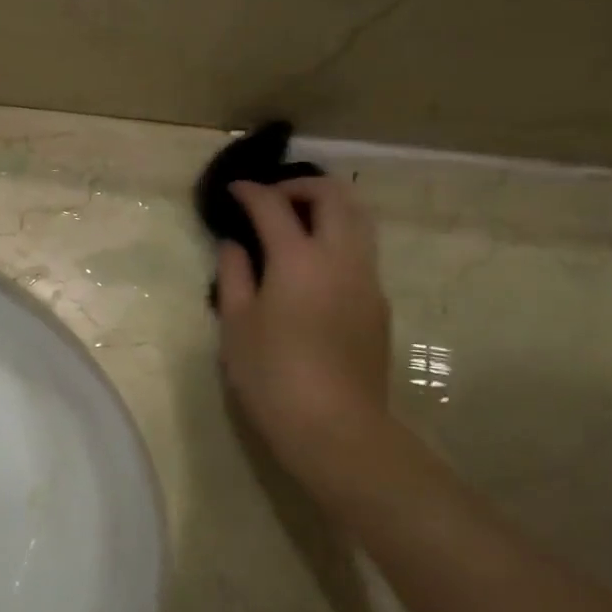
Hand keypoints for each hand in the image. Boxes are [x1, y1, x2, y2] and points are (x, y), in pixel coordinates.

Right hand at [215, 178, 393, 482]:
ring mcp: (366, 280)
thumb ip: (234, 275)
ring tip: (296, 222)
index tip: (233, 190)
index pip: (274, 206)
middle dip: (301, 184)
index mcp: (299, 259)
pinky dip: (338, 236)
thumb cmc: (273, 376)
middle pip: (333, 195)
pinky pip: (362, 250)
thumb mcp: (237, 325)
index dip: (251, 191)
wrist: (336, 427)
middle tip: (272, 198)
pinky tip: (312, 264)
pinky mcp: (378, 304)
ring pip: (358, 219)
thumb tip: (234, 244)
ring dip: (327, 206)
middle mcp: (341, 257)